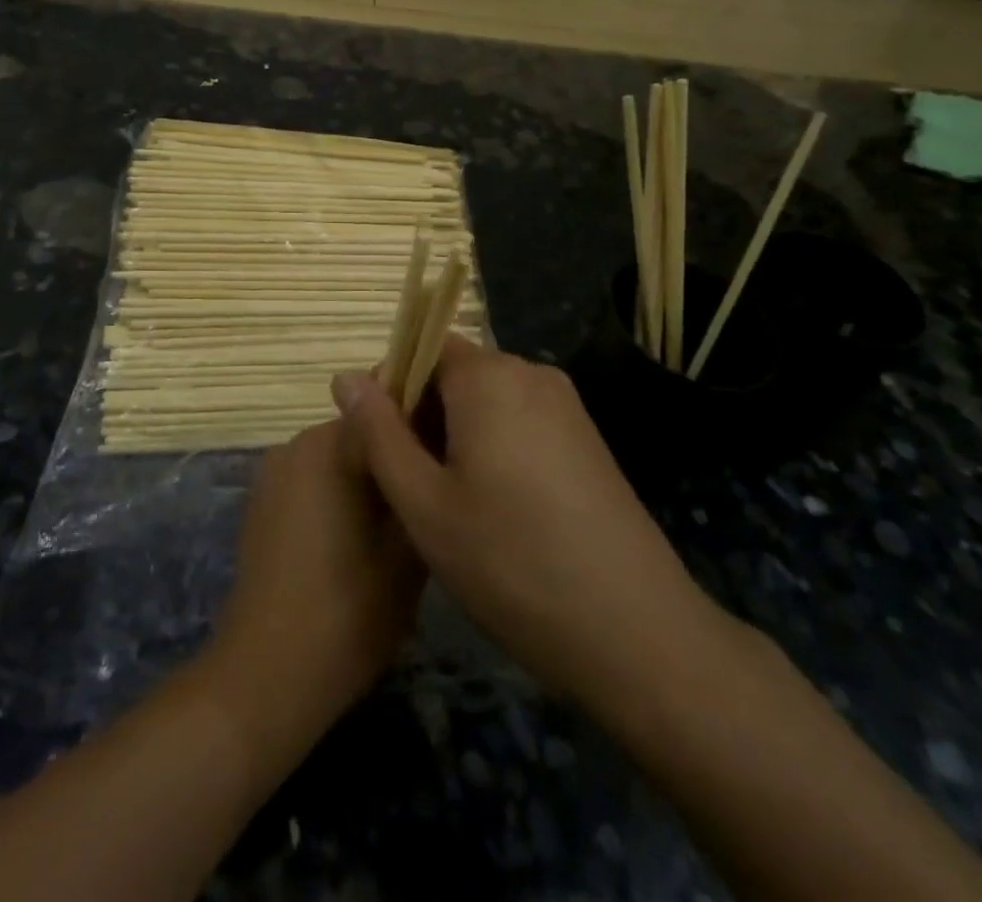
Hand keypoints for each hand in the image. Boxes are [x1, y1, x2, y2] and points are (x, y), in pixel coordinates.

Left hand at [207, 421, 425, 741]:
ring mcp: (274, 472)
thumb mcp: (407, 548)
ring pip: (338, 458)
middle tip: (431, 497)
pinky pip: (313, 481)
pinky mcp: (262, 503)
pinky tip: (358, 543)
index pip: (389, 405)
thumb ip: (420, 481)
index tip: (452, 454)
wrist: (266, 673)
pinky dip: (338, 497)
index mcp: (331, 443)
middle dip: (395, 455)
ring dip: (368, 479)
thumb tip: (435, 444)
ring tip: (400, 526)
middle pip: (361, 430)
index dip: (426, 425)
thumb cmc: (348, 609)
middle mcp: (297, 443)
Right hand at [333, 338, 726, 713]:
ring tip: (448, 504)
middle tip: (410, 485)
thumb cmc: (512, 564)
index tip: (381, 446)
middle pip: (456, 373)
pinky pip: (521, 423)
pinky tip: (494, 511)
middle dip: (423, 416)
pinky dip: (493, 449)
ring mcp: (567, 407)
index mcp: (490, 376)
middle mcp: (531, 374)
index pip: (423, 346)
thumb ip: (378, 433)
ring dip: (456, 437)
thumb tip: (344, 377)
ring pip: (487, 402)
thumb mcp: (424, 503)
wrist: (637, 634)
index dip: (393, 388)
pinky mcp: (587, 441)